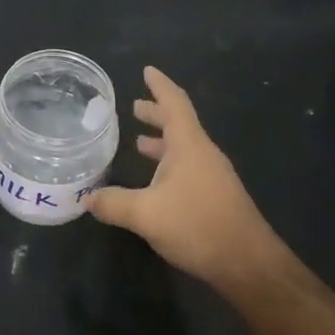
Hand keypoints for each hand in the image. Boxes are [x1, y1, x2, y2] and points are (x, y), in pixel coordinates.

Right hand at [88, 66, 286, 293]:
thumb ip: (113, 203)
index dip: (159, 85)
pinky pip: (188, 168)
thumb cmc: (197, 226)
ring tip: (139, 141)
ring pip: (184, 148)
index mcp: (189, 145)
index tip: (147, 70)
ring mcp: (213, 176)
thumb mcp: (145, 214)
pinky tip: (154, 182)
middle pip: (179, 124)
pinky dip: (168, 164)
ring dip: (162, 141)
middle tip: (133, 106)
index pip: (174, 103)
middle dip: (156, 113)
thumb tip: (87, 198)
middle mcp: (203, 154)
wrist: (248, 264)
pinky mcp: (216, 197)